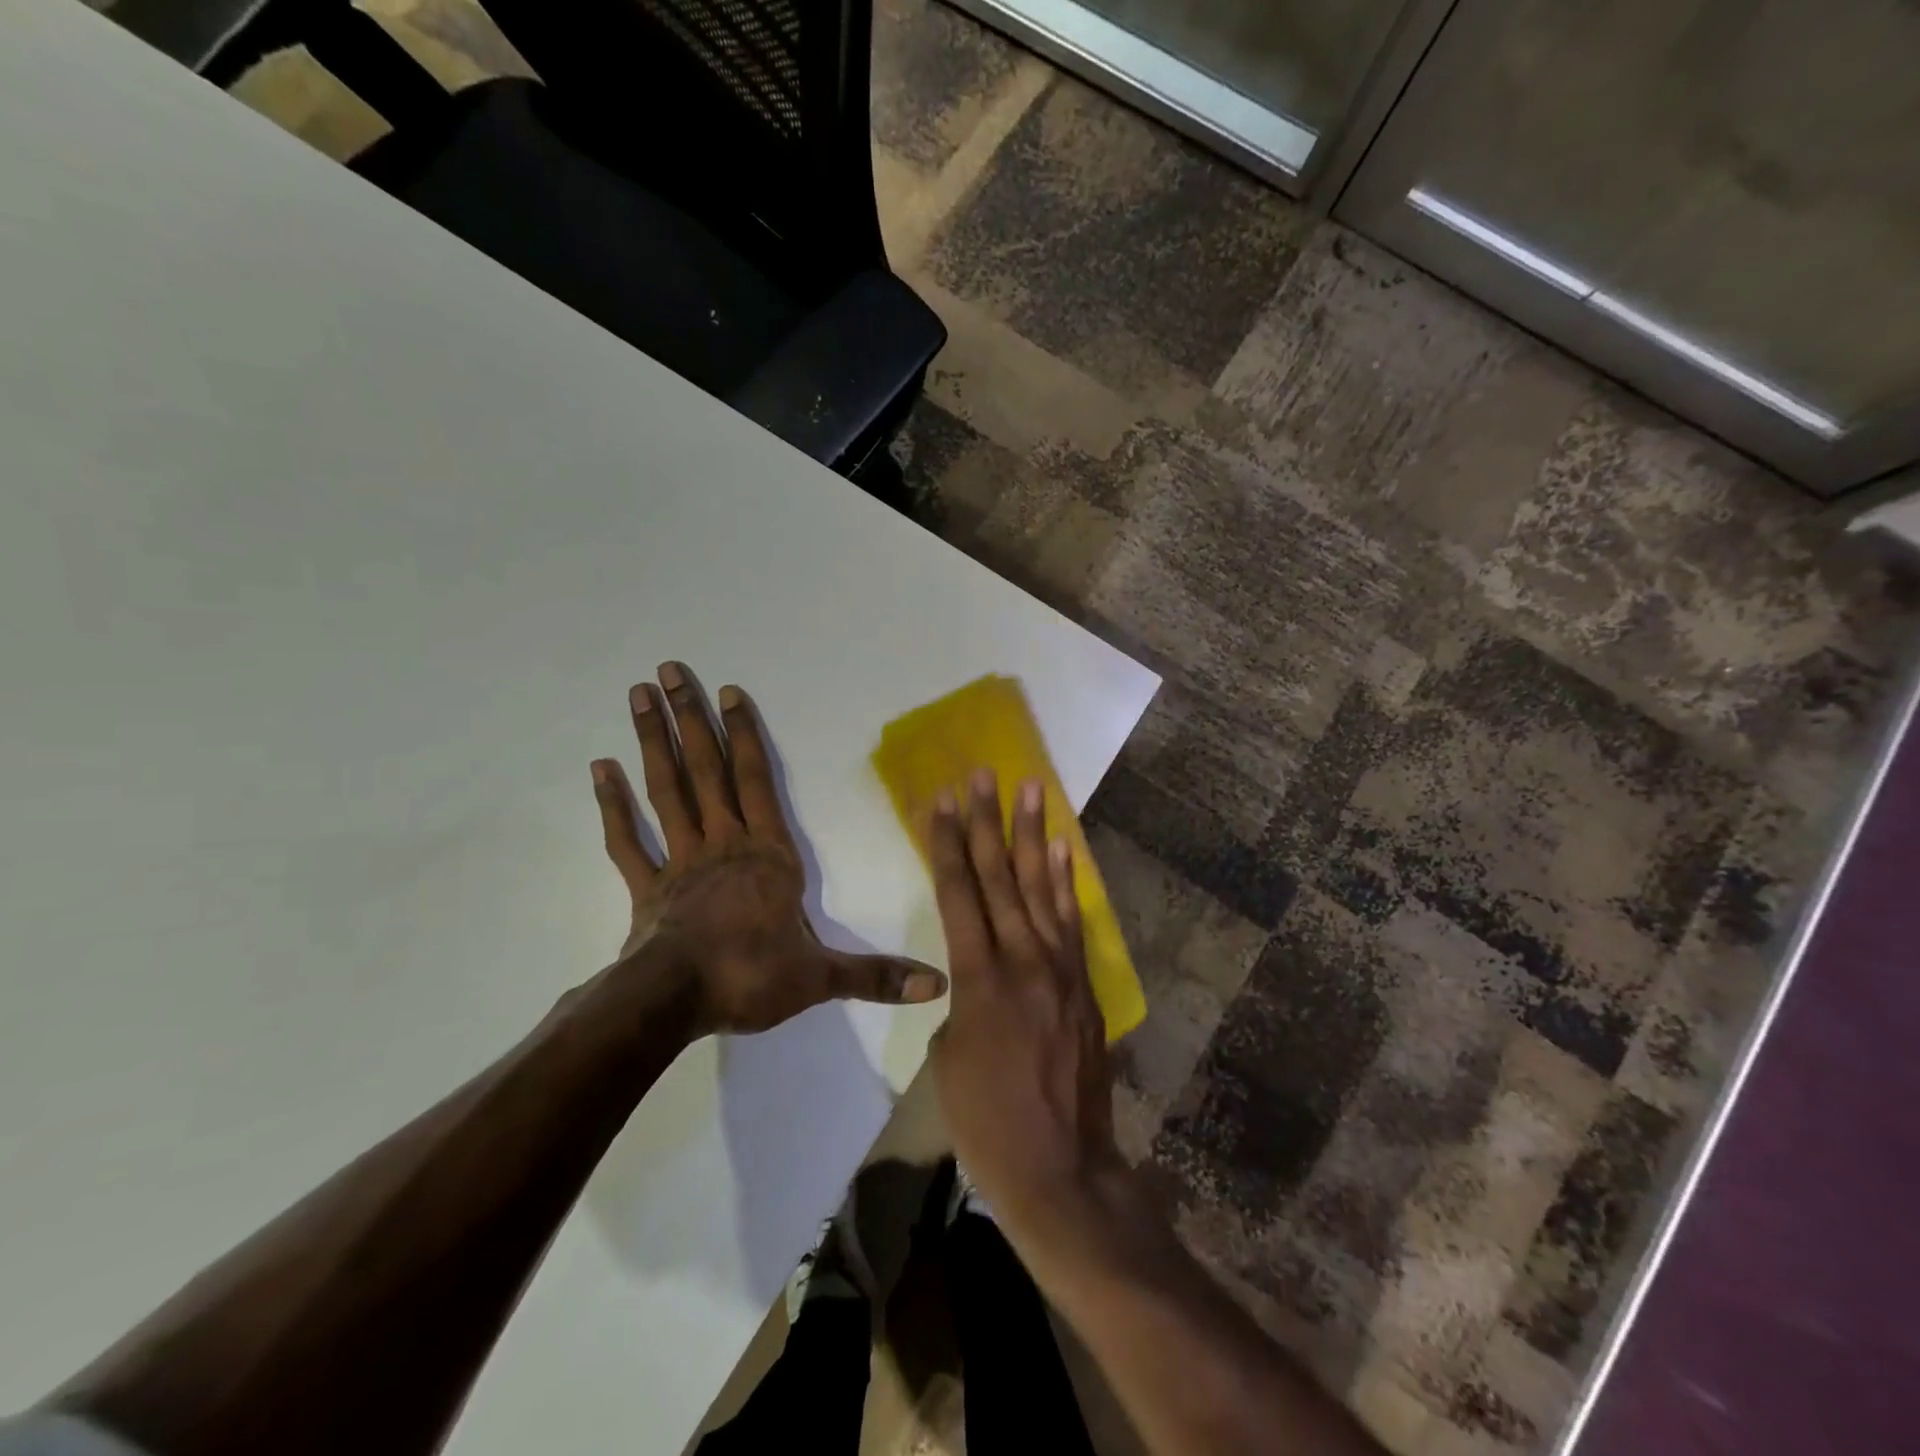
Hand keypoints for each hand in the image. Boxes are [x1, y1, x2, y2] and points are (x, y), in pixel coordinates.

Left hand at [591, 662, 946, 1036]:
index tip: (727, 692)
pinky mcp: (647, 888)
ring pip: (666, 791)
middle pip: (706, 771)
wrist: (675, 1003)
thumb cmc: (751, 977)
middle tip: (667, 671)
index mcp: (768, 854)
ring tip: (638, 697)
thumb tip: (939, 985)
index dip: (744, 735)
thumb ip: (877, 975)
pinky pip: (627, 840)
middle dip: (690, 720)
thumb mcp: (822, 977)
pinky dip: (612, 805)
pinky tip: (599, 770)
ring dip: (652, 743)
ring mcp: (680, 862)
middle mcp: (724, 844)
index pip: (756, 781)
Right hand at [927, 769, 1123, 1233]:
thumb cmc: (986, 1122)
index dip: (948, 844)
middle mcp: (1022, 960)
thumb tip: (974, 975)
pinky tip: (1062, 849)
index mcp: (978, 979)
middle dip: (988, 821)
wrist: (1061, 1170)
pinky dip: (1066, 882)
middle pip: (999, 877)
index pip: (958, 894)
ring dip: (1033, 835)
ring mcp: (1060, 968)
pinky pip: (1071, 921)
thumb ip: (961, 1000)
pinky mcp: (1084, 983)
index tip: (942, 801)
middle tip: (984, 774)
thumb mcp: (949, 1057)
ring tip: (1032, 789)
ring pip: (1040, 888)